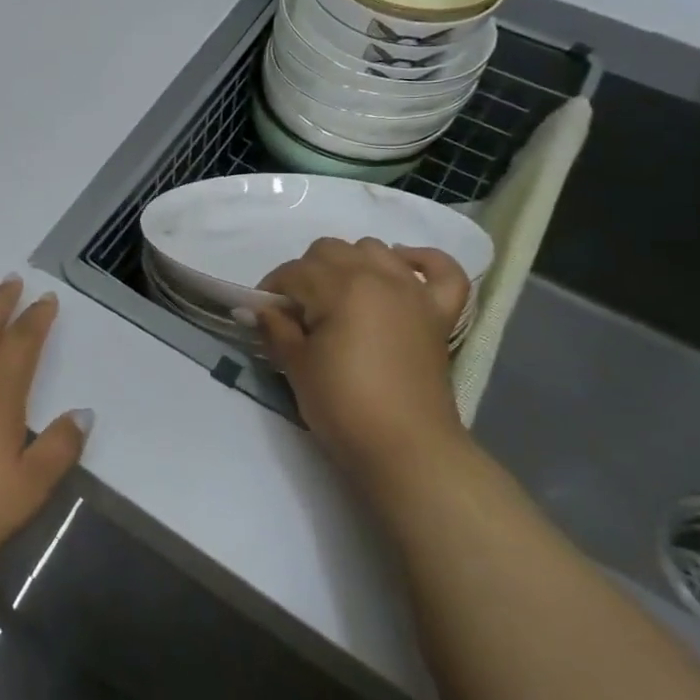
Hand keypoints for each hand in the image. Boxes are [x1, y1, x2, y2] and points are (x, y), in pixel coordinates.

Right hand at [255, 238, 471, 489]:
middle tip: (297, 311)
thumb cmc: (343, 406)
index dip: (271, 290)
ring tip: (338, 296)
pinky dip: (422, 260)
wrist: (406, 449)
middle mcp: (378, 276)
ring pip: (375, 249)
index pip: (293, 271)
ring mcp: (413, 292)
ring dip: (351, 263)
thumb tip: (256, 309)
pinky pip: (443, 269)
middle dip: (306, 273)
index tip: (262, 315)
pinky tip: (402, 267)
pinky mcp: (439, 313)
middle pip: (330, 251)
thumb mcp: (296, 365)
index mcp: (340, 287)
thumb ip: (275, 328)